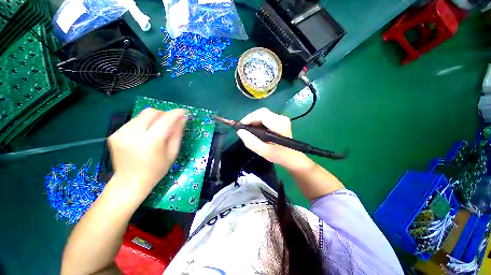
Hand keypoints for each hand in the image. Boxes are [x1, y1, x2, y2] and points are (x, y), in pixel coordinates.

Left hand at [108, 108, 185, 197]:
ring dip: (154, 119)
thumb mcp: (172, 153)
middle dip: (164, 114)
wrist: (129, 182)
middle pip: (151, 112)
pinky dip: (144, 124)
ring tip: (157, 130)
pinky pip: (134, 121)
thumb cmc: (156, 170)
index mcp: (150, 142)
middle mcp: (133, 135)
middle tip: (170, 122)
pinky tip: (146, 134)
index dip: (175, 114)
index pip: (165, 120)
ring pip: (142, 115)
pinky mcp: (114, 134)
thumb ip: (177, 134)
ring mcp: (120, 133)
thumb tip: (182, 119)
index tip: (183, 112)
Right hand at [237, 108, 312, 170]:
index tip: (241, 126)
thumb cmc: (279, 155)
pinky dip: (258, 122)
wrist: (292, 157)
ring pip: (263, 114)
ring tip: (249, 130)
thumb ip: (251, 142)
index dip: (249, 118)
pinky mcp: (280, 120)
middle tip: (244, 129)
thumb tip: (240, 131)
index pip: (262, 115)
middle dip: (251, 119)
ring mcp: (282, 118)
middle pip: (262, 113)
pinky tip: (256, 129)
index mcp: (280, 125)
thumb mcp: (263, 151)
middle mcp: (282, 118)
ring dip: (254, 120)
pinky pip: (266, 117)